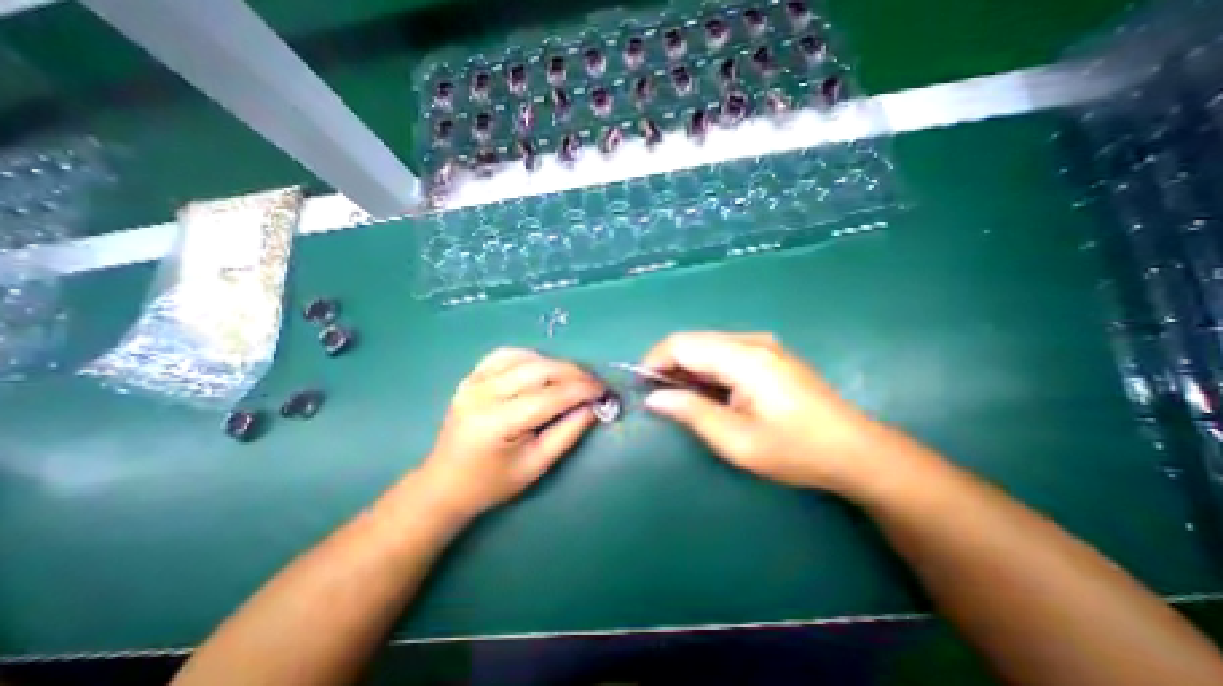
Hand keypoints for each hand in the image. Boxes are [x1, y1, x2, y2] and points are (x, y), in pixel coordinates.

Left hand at [419, 347, 602, 518]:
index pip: (550, 396)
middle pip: (540, 370)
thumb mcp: (537, 465)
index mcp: (497, 422)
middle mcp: (483, 393)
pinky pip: (507, 355)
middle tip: (595, 384)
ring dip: (556, 365)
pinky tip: (543, 369)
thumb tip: (594, 406)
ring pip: (526, 357)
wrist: (445, 483)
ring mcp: (473, 381)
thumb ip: (569, 432)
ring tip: (573, 379)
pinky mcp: (471, 376)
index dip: (583, 390)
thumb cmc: (493, 483)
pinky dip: (532, 358)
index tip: (605, 391)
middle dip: (575, 374)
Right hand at [642, 332, 889, 493]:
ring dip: (686, 367)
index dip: (654, 360)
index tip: (640, 385)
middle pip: (693, 341)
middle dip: (668, 364)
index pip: (682, 345)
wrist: (856, 451)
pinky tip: (708, 392)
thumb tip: (654, 397)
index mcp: (743, 358)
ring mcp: (762, 345)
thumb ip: (691, 412)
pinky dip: (706, 369)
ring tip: (681, 398)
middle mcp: (751, 341)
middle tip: (659, 396)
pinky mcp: (768, 354)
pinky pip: (723, 352)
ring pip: (706, 346)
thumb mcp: (737, 441)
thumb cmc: (796, 450)